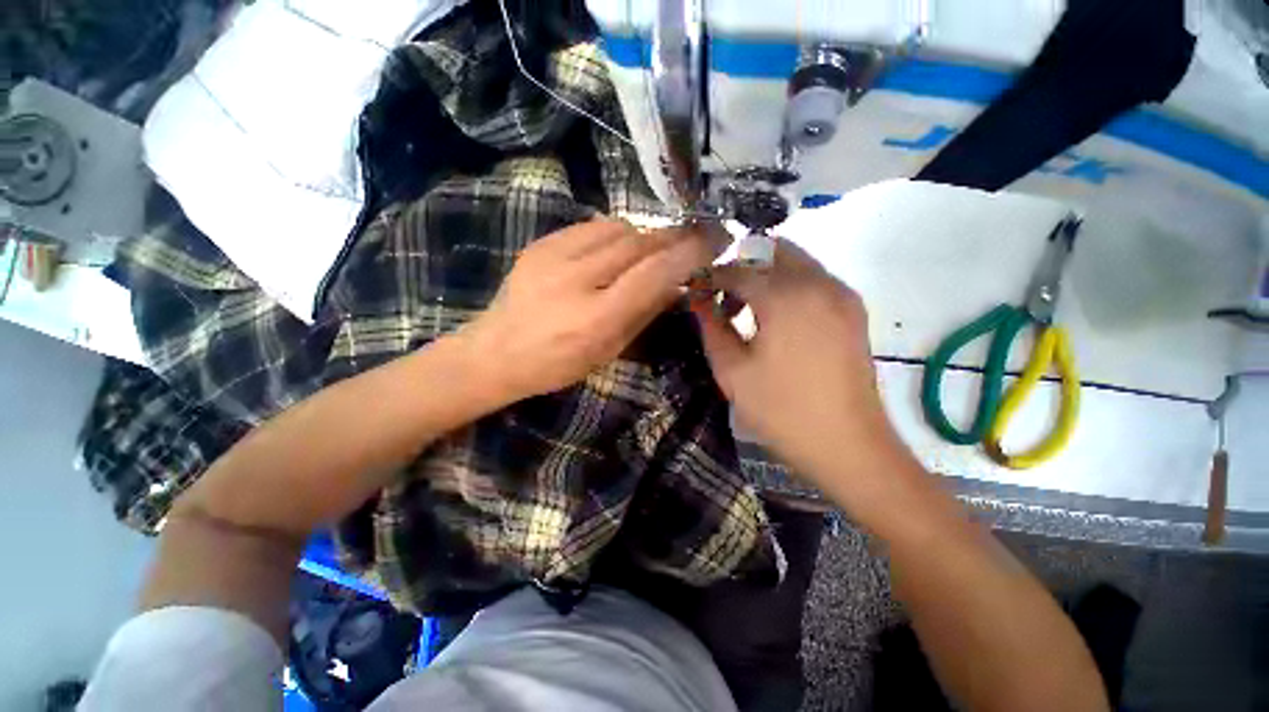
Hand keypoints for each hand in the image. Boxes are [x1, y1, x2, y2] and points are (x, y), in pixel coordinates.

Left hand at [459, 218, 717, 400]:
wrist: (496, 351)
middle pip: (638, 243)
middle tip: (694, 238)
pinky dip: (615, 234)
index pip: (653, 273)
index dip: (688, 254)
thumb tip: (677, 285)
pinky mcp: (540, 243)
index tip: (714, 242)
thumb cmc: (557, 364)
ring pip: (618, 228)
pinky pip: (592, 226)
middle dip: (672, 238)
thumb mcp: (608, 351)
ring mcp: (553, 256)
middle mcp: (576, 279)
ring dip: (644, 237)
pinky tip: (618, 249)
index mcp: (596, 317)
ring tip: (652, 251)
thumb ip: (644, 314)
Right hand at [691, 239, 904, 487]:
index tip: (693, 290)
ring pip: (795, 262)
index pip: (737, 269)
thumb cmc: (781, 411)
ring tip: (745, 309)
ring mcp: (841, 294)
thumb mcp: (732, 371)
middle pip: (772, 251)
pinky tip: (775, 318)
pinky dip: (788, 285)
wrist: (848, 446)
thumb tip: (697, 299)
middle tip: (721, 296)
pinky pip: (814, 280)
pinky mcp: (853, 311)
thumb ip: (711, 326)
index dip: (709, 277)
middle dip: (741, 266)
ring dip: (765, 274)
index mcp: (785, 296)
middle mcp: (818, 283)